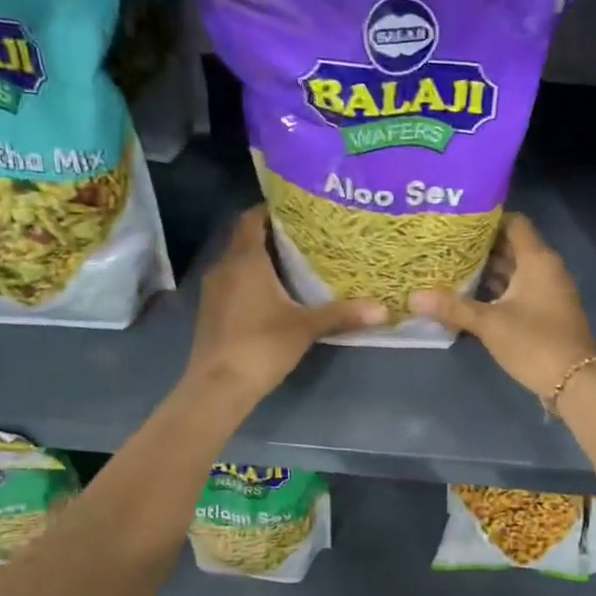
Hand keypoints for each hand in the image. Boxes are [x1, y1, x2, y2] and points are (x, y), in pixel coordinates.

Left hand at [185, 207, 385, 402]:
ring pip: (239, 261)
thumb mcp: (306, 328)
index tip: (300, 210)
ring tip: (297, 262)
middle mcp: (224, 266)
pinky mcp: (212, 310)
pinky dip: (253, 279)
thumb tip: (383, 309)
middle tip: (309, 235)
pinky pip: (234, 281)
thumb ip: (343, 314)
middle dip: (274, 234)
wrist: (218, 386)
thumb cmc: (261, 346)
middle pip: (247, 238)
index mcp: (245, 260)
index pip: (252, 218)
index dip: (273, 209)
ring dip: (263, 258)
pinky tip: (277, 293)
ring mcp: (214, 290)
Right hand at [411, 213, 595, 399]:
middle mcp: (546, 269)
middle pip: (512, 246)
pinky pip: (518, 290)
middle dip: (480, 246)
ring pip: (514, 270)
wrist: (576, 382)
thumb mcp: (489, 324)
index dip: (488, 218)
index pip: (514, 223)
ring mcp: (548, 291)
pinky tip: (469, 296)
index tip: (458, 221)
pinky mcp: (545, 311)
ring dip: (487, 269)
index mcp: (537, 260)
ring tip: (450, 266)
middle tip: (446, 244)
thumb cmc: (534, 342)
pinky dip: (497, 290)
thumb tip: (412, 297)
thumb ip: (452, 308)